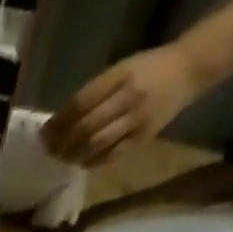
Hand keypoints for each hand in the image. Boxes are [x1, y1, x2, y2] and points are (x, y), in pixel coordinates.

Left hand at [43, 44, 207, 164]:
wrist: (188, 69)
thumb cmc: (147, 69)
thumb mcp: (120, 70)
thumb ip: (93, 93)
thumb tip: (60, 121)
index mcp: (120, 75)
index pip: (81, 103)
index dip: (59, 122)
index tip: (43, 134)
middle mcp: (128, 98)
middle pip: (86, 127)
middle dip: (63, 143)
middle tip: (49, 151)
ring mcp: (137, 120)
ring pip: (97, 144)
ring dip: (75, 155)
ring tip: (63, 158)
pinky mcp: (143, 138)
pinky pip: (112, 156)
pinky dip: (93, 162)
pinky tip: (82, 162)